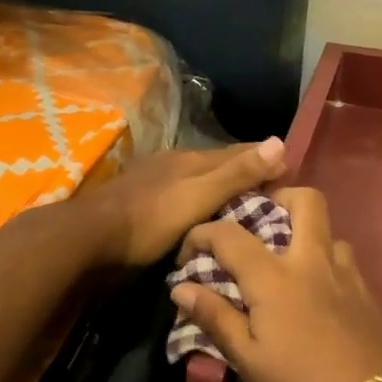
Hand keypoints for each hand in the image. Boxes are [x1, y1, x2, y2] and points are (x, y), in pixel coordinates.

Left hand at [91, 138, 285, 267]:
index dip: (266, 159)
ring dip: (224, 192)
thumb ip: (237, 173)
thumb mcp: (199, 195)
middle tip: (276, 196)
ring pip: (201, 183)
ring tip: (248, 210)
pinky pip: (185, 201)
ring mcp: (157, 184)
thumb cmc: (150, 218)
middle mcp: (176, 165)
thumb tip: (281, 142)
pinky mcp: (144, 206)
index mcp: (192, 159)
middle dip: (247, 175)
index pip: (240, 152)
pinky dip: (203, 207)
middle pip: (220, 166)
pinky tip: (207, 221)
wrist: (89, 240)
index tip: (292, 171)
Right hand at [171, 187, 381, 381]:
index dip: (202, 234)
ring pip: (328, 229)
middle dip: (278, 197)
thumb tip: (181, 287)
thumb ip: (216, 318)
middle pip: (305, 200)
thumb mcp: (249, 360)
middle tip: (258, 222)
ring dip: (305, 233)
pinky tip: (315, 291)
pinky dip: (324, 260)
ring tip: (287, 263)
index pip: (230, 235)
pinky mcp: (366, 290)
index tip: (188, 254)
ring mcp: (345, 272)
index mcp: (275, 277)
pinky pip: (343, 258)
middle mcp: (312, 260)